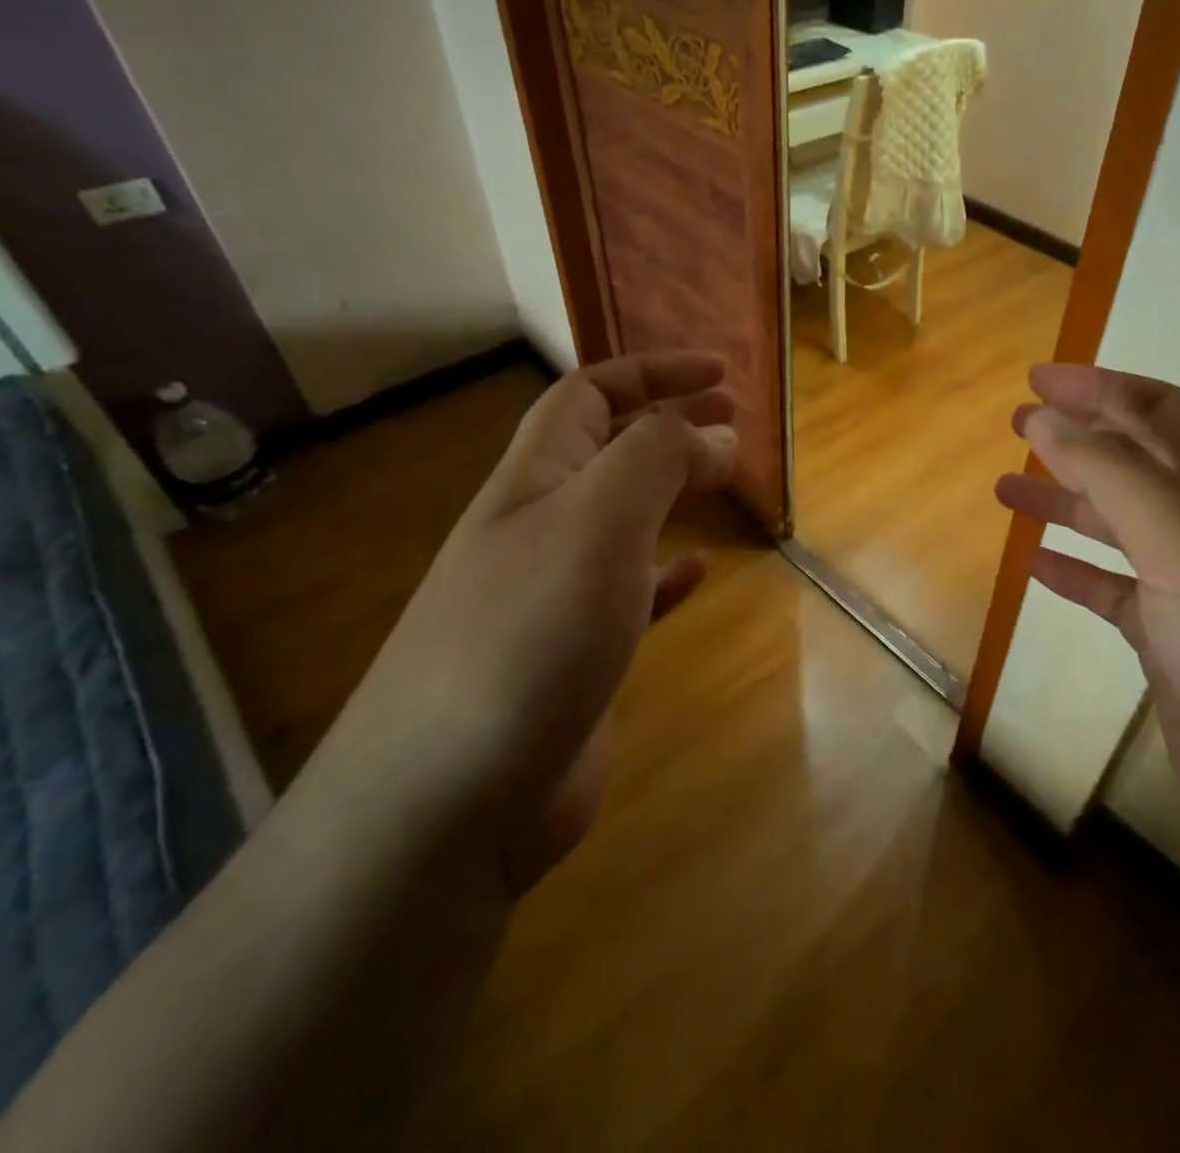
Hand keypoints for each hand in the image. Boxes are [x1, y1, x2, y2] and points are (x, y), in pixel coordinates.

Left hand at [305, 352, 737, 895]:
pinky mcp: (574, 658)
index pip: (590, 395)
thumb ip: (657, 460)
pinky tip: (696, 575)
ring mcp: (553, 597)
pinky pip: (629, 595)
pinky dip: (665, 573)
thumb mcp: (598, 522)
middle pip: (605, 451)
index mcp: (534, 482)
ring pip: (620, 520)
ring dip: (670, 492)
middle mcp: (537, 529)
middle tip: (731, 422)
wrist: (448, 805)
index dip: (654, 372)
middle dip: (667, 424)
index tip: (720, 374)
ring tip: (721, 483)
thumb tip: (713, 430)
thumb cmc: (527, 637)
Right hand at [997, 364, 1179, 955]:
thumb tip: (1045, 417)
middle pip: (1138, 466)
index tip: (1038, 378)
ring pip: (1118, 529)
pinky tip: (1037, 566)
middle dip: (1080, 438)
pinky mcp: (1175, 650)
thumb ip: (1114, 476)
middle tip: (1017, 424)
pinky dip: (1076, 574)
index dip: (1103, 388)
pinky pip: (1114, 594)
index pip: (1165, 413)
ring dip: (1066, 502)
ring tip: (1006, 489)